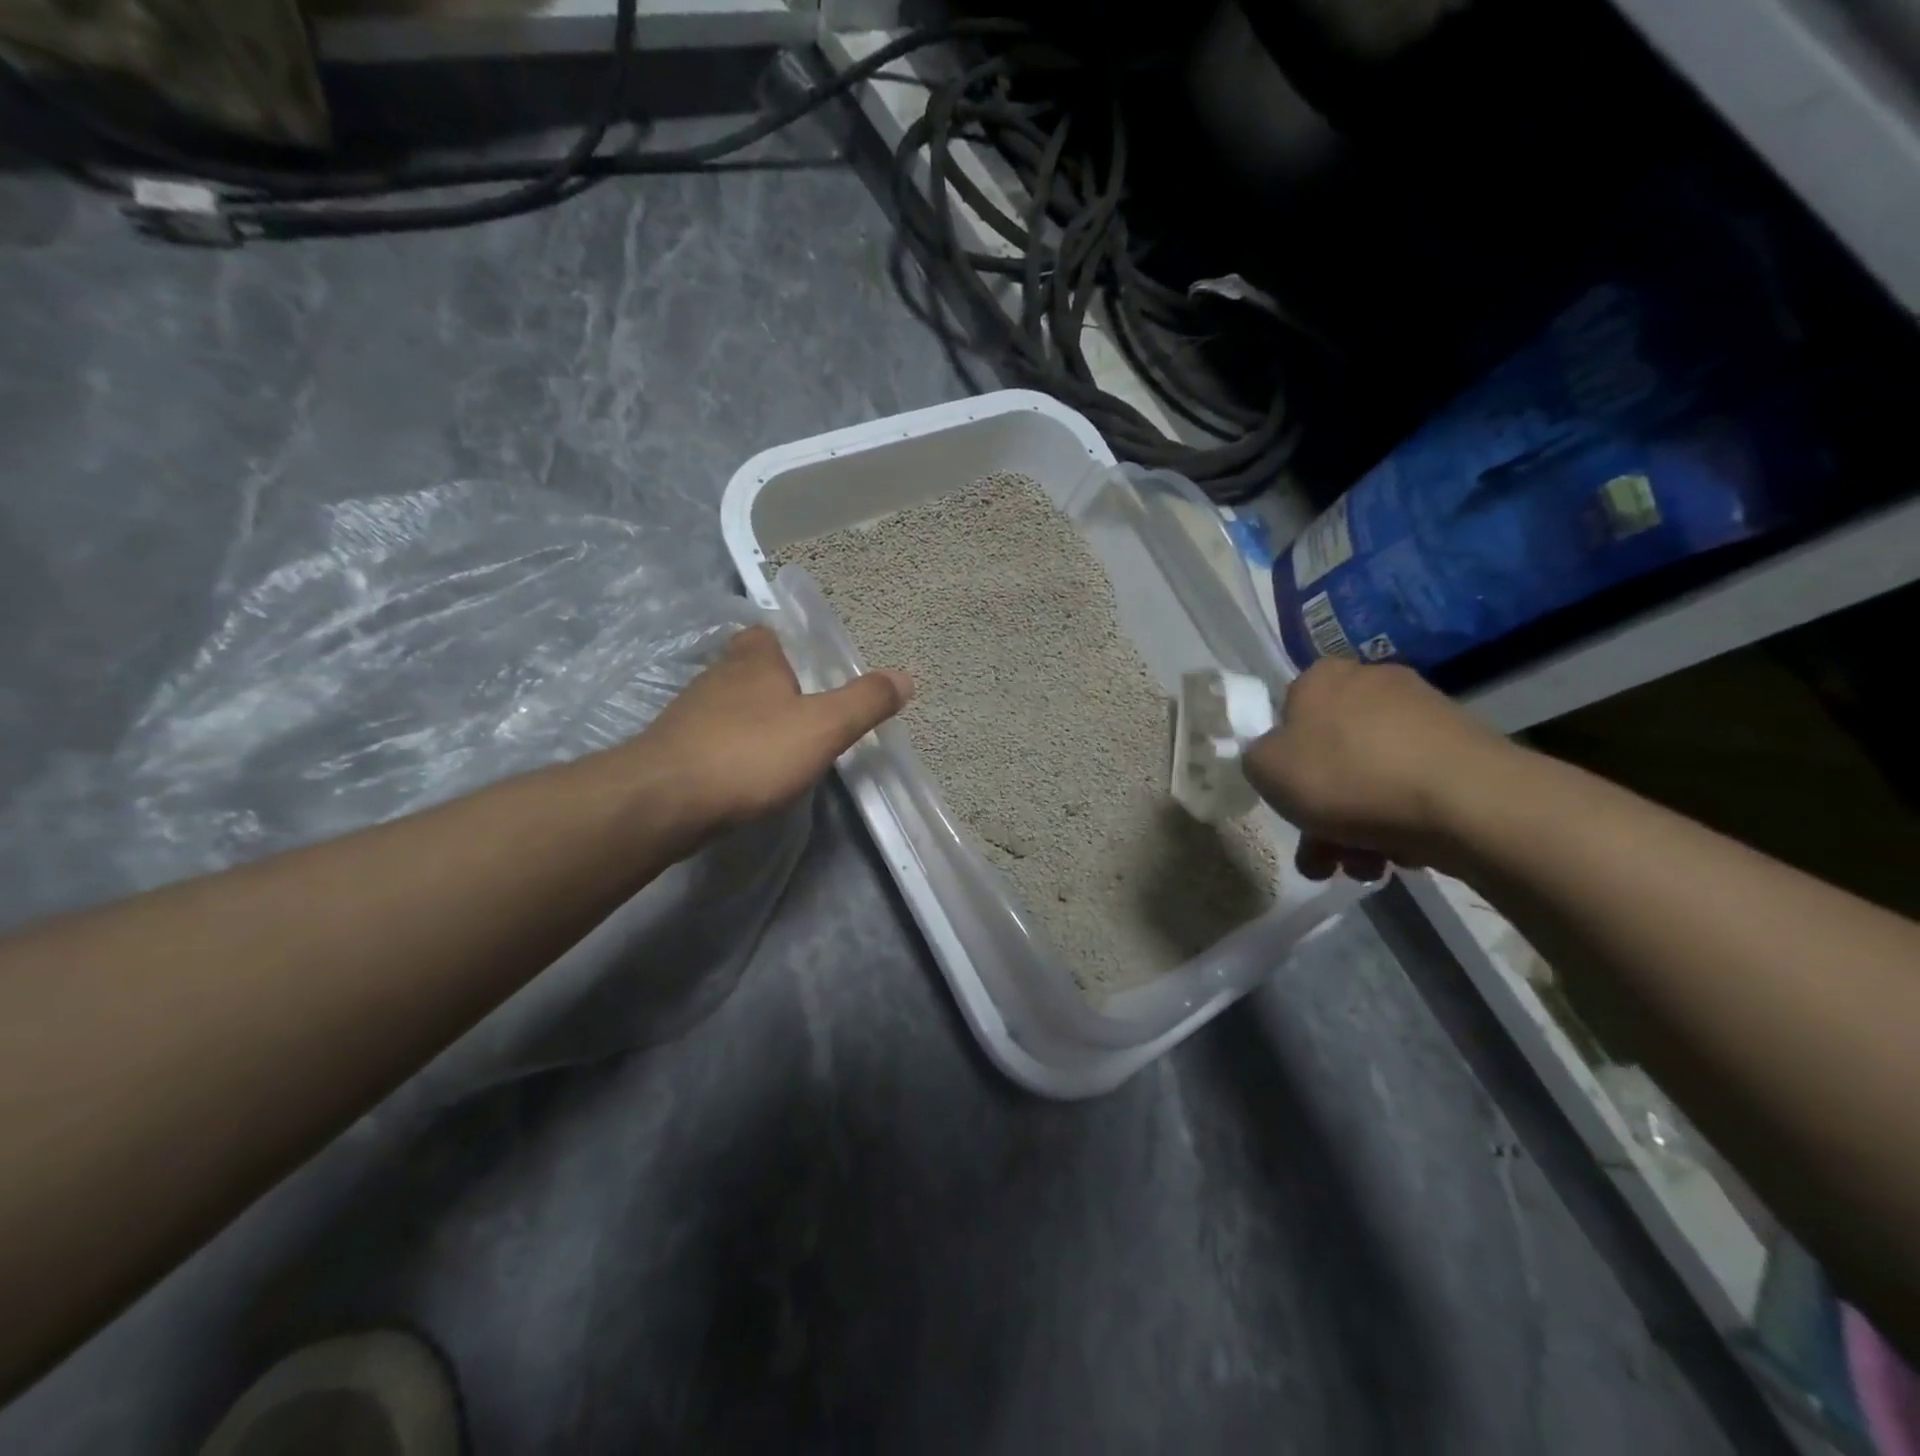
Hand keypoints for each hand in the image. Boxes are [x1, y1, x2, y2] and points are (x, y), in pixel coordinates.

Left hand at [638, 624, 911, 837]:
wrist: (666, 801)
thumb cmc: (752, 752)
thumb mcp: (824, 726)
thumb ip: (865, 702)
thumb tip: (905, 677)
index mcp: (754, 659)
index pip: (767, 634)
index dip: (789, 647)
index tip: (812, 671)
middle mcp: (717, 676)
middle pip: (748, 670)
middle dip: (774, 686)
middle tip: (807, 712)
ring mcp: (689, 714)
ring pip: (729, 706)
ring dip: (752, 720)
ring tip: (783, 746)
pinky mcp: (675, 751)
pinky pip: (713, 739)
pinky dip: (732, 749)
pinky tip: (748, 774)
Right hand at [1242, 657, 1511, 880]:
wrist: (1467, 802)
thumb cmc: (1348, 777)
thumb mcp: (1266, 770)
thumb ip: (1256, 759)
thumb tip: (1276, 758)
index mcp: (1322, 678)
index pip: (1288, 713)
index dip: (1283, 762)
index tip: (1287, 799)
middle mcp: (1373, 683)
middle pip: (1331, 755)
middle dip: (1321, 813)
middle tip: (1322, 857)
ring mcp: (1424, 714)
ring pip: (1370, 777)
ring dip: (1357, 827)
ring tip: (1365, 870)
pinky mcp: (1465, 749)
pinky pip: (1412, 786)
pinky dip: (1399, 819)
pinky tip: (1402, 855)